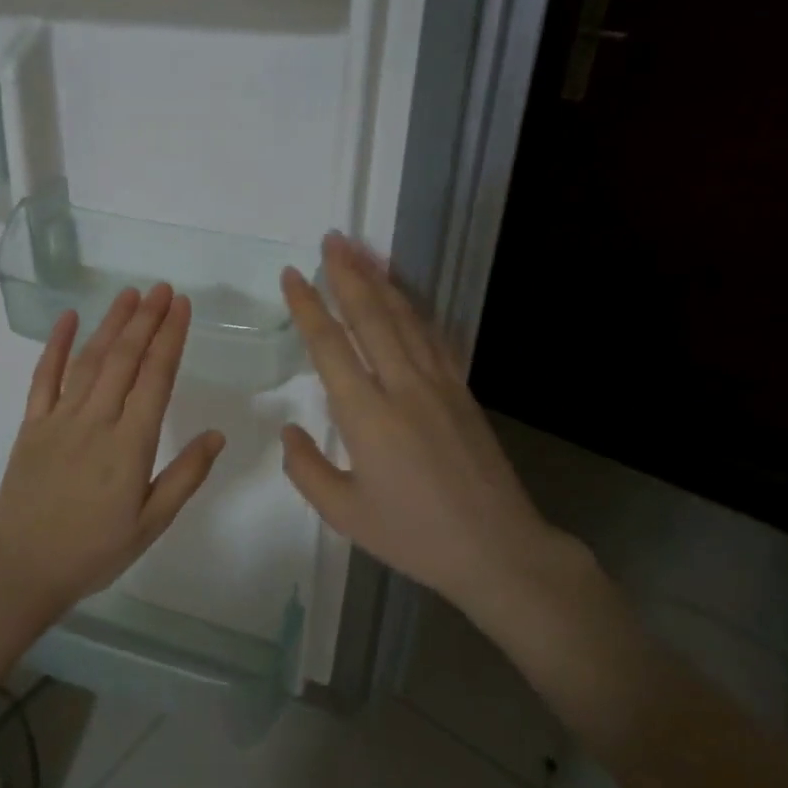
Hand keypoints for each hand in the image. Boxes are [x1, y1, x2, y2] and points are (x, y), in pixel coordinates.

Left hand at [0, 283, 225, 614]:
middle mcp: (96, 421)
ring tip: (129, 294)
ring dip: (111, 324)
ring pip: (90, 360)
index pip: (155, 378)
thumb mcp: (150, 524)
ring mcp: (59, 419)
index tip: (181, 306)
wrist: (21, 569)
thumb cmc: (93, 551)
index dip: (170, 338)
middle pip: (124, 359)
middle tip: (162, 289)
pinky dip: (55, 345)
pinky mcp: (32, 425)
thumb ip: (185, 477)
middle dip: (146, 320)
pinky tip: (68, 318)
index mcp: (130, 445)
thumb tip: (217, 434)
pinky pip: (44, 377)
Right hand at [278, 234, 590, 612]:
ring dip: (381, 280)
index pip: (330, 345)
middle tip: (331, 238)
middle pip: (371, 316)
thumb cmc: (414, 535)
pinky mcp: (462, 390)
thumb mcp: (344, 513)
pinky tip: (404, 295)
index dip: (308, 306)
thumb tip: (290, 429)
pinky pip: (433, 337)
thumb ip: (306, 468)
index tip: (293, 274)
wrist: (497, 549)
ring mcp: (439, 384)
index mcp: (366, 416)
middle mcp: (403, 387)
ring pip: (405, 318)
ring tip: (362, 250)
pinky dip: (414, 308)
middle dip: (348, 273)